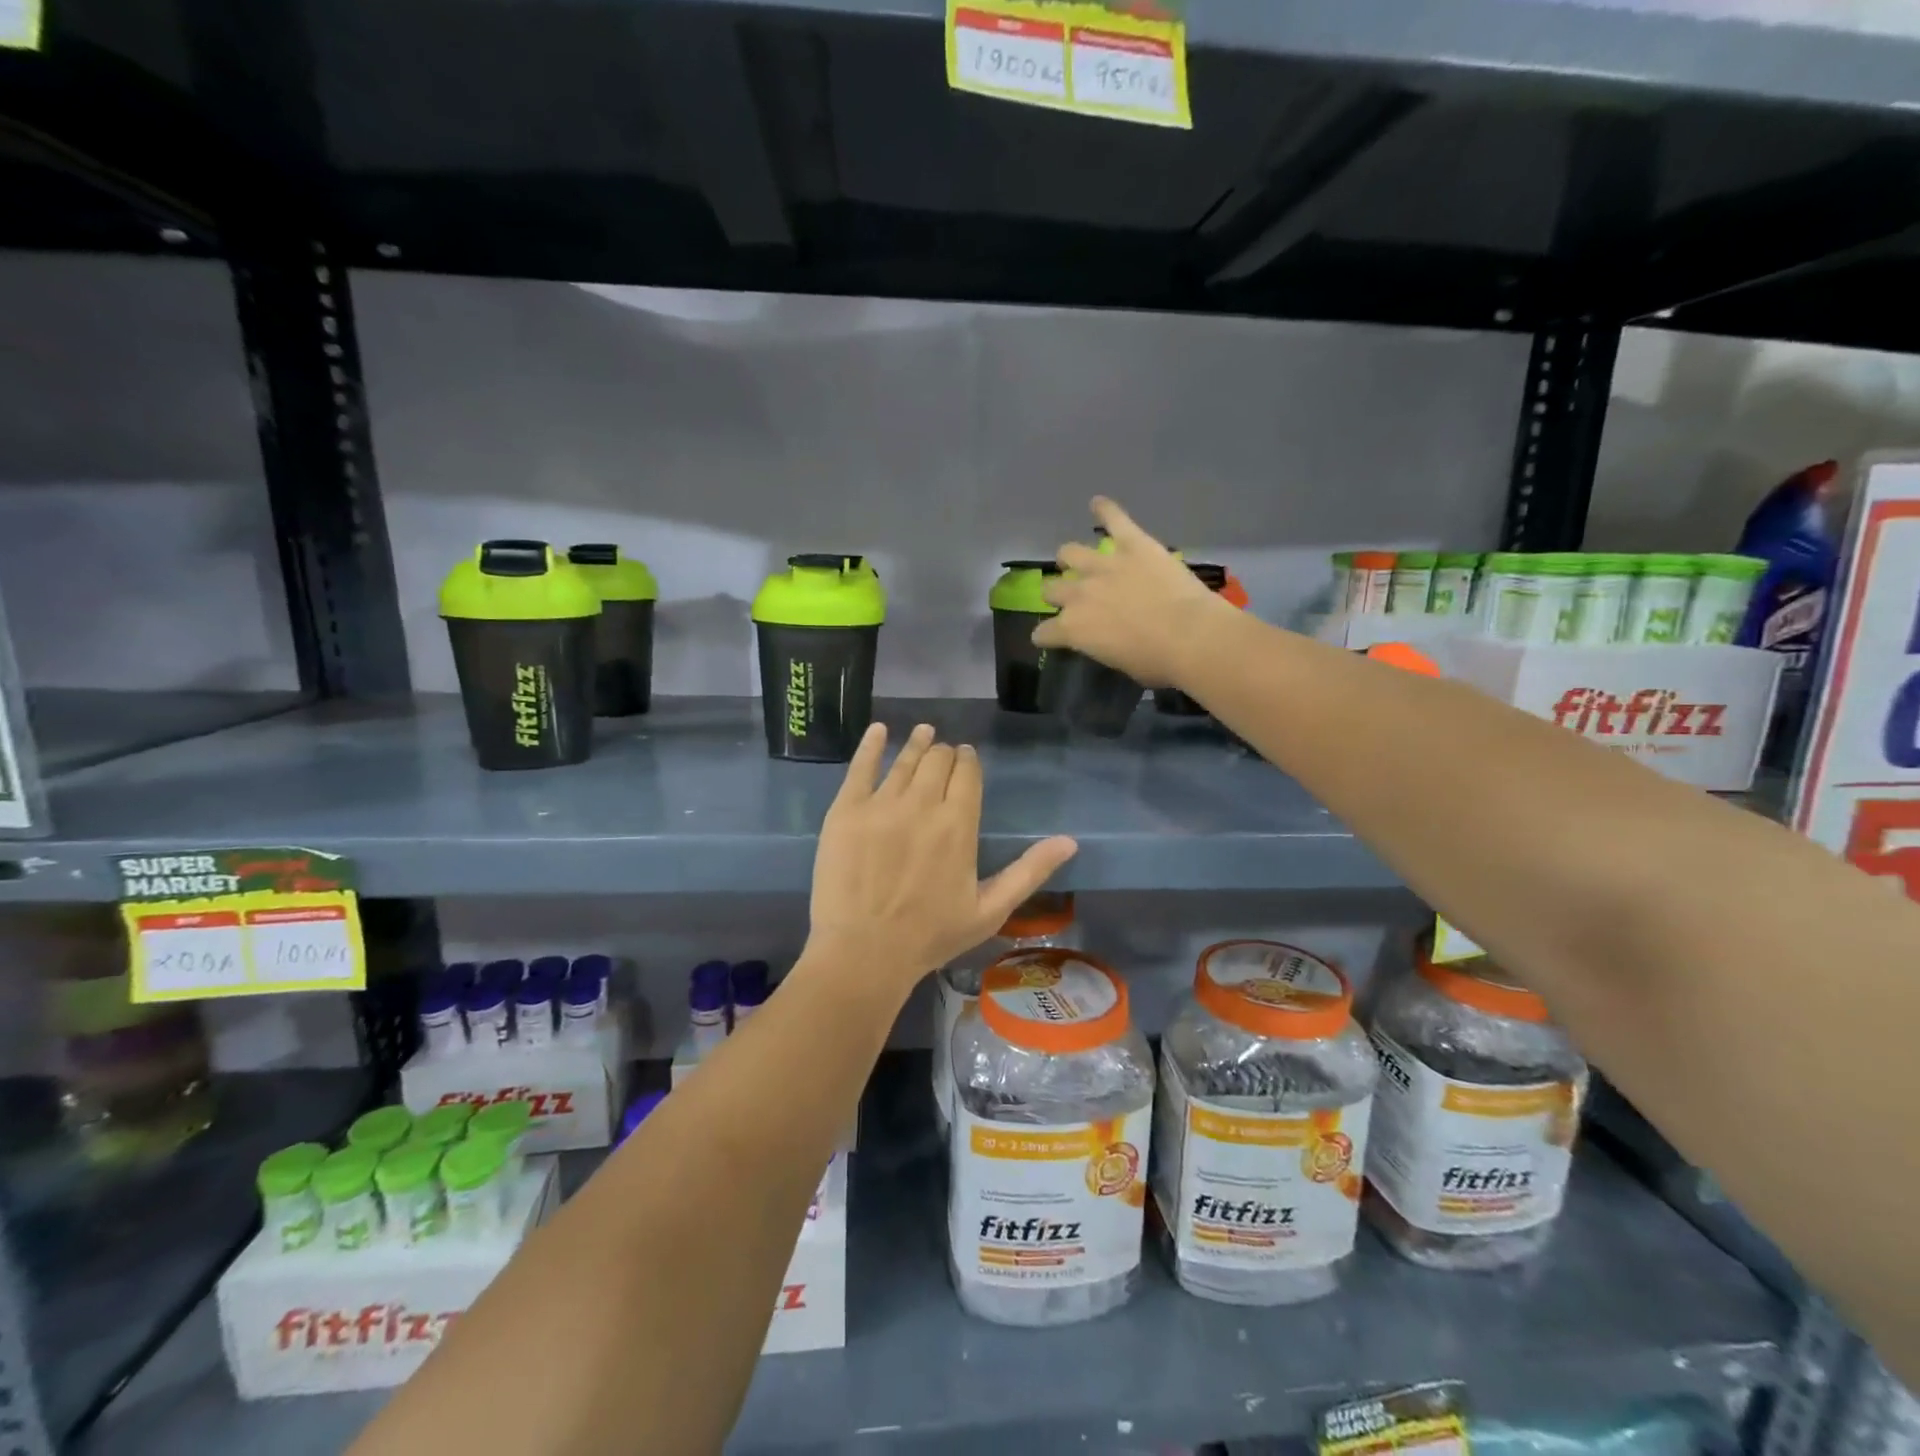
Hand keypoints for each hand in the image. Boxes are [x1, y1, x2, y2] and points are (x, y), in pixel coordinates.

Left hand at [808, 723, 1077, 993]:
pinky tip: (879, 730)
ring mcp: (881, 804)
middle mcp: (922, 803)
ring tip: (924, 732)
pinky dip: (871, 745)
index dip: (968, 761)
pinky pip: (860, 767)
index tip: (966, 758)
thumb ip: (1029, 871)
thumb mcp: (991, 909)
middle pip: (937, 761)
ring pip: (904, 760)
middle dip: (945, 754)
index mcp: (958, 824)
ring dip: (917, 743)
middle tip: (944, 755)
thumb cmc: (931, 936)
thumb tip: (1070, 841)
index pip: (967, 773)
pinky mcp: (846, 810)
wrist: (864, 952)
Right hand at [1033, 497, 1235, 688]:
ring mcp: (1104, 565)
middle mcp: (1079, 594)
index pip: (1044, 632)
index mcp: (1073, 629)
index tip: (1049, 636)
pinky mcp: (1132, 544)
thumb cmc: (1158, 662)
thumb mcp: (1120, 663)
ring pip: (1070, 552)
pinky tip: (1098, 503)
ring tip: (1076, 559)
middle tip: (1072, 597)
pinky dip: (1105, 510)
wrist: (1191, 636)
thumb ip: (1103, 645)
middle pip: (1051, 589)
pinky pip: (1114, 520)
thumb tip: (1107, 640)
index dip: (1046, 635)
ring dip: (1070, 557)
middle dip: (1057, 594)